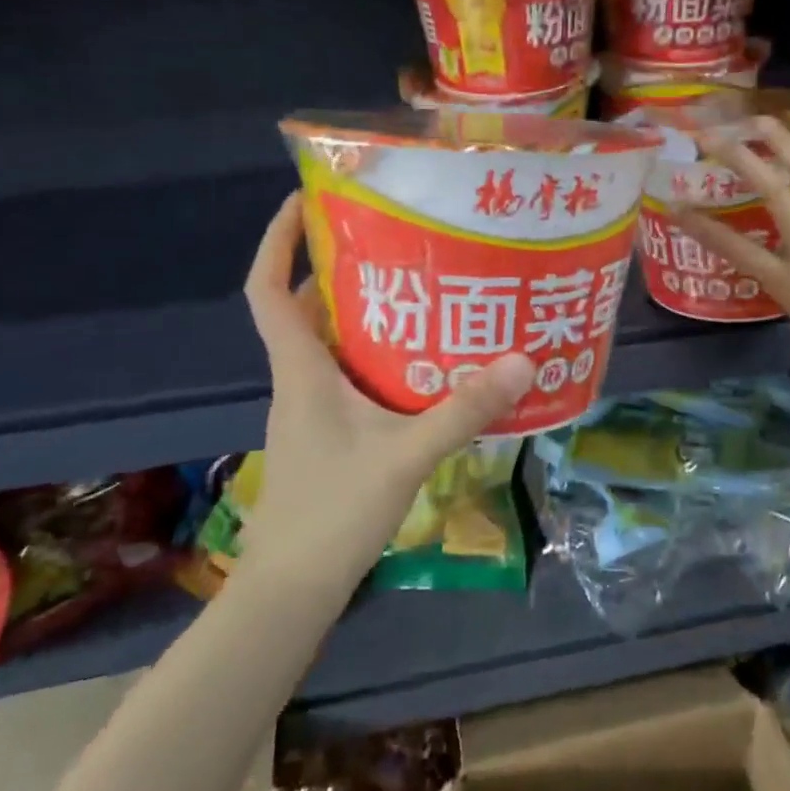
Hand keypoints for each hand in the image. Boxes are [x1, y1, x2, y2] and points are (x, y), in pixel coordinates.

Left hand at [243, 193, 535, 580]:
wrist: (291, 591)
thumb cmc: (331, 514)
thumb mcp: (405, 455)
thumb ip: (462, 409)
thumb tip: (522, 360)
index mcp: (300, 369)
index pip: (267, 289)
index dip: (277, 240)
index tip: (304, 199)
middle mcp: (299, 378)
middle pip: (306, 306)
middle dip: (339, 265)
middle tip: (395, 237)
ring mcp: (311, 407)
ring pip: (330, 340)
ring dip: (364, 310)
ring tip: (420, 285)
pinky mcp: (327, 432)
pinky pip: (347, 372)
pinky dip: (376, 352)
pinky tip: (422, 359)